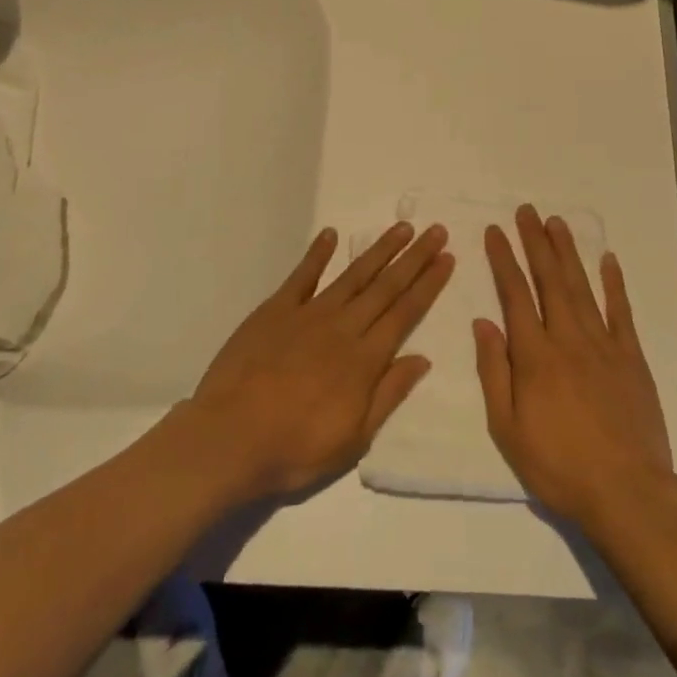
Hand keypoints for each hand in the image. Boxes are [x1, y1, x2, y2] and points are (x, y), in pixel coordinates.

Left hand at [186, 221, 452, 500]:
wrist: (229, 439)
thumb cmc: (295, 448)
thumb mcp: (353, 439)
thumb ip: (389, 394)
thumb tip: (423, 359)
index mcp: (365, 359)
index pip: (405, 312)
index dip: (429, 284)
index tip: (447, 258)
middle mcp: (343, 327)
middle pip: (386, 286)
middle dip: (414, 258)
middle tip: (436, 230)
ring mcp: (308, 314)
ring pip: (352, 275)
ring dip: (379, 250)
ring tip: (402, 228)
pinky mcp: (275, 310)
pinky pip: (301, 276)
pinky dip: (317, 253)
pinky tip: (331, 234)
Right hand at [474, 205, 673, 531]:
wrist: (627, 492)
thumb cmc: (558, 465)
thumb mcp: (507, 428)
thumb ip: (494, 371)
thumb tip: (484, 322)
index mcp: (535, 355)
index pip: (514, 294)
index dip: (504, 259)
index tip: (495, 231)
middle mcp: (568, 338)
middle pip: (549, 279)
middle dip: (536, 242)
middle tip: (527, 211)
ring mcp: (604, 345)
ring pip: (582, 287)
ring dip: (568, 252)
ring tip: (557, 222)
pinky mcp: (632, 358)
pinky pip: (622, 312)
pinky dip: (614, 284)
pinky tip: (608, 260)